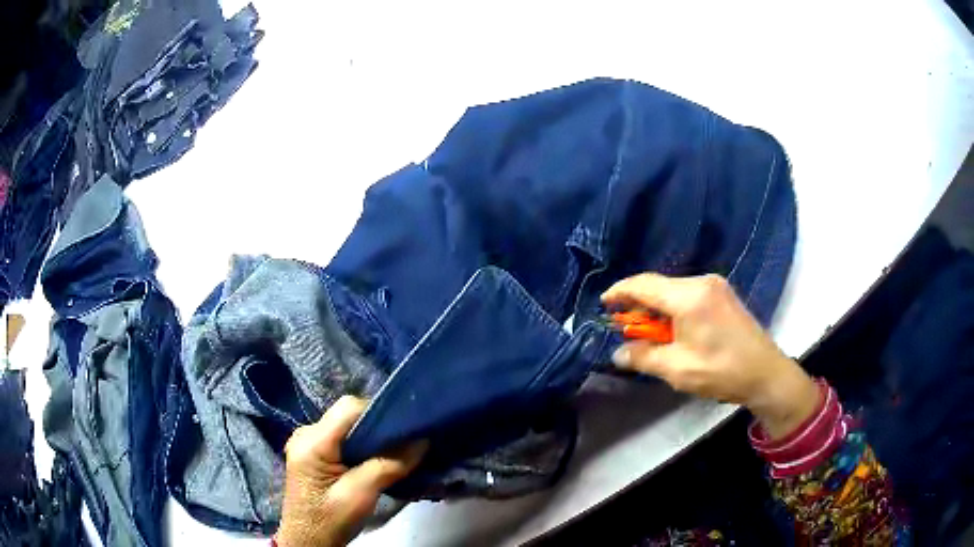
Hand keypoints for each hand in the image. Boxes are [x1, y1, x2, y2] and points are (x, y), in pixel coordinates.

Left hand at [276, 396, 426, 546]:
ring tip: (398, 448)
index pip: (348, 408)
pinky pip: (343, 437)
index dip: (379, 413)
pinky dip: (363, 444)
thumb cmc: (330, 521)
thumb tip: (422, 441)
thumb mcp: (361, 496)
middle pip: (348, 414)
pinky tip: (378, 457)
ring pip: (347, 425)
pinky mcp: (314, 452)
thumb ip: (388, 466)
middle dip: (379, 425)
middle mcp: (306, 433)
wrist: (308, 541)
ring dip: (373, 436)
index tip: (407, 428)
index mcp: (311, 441)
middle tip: (407, 440)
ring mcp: (308, 441)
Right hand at [602, 273, 818, 438]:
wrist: (765, 373)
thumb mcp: (677, 369)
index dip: (620, 292)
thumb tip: (618, 353)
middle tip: (626, 328)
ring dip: (657, 309)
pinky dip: (673, 309)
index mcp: (689, 297)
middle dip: (639, 305)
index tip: (604, 304)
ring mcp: (715, 286)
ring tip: (649, 334)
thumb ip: (643, 357)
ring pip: (673, 290)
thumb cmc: (721, 371)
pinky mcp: (723, 295)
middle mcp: (702, 282)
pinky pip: (688, 295)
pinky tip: (673, 329)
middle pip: (659, 286)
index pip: (644, 285)